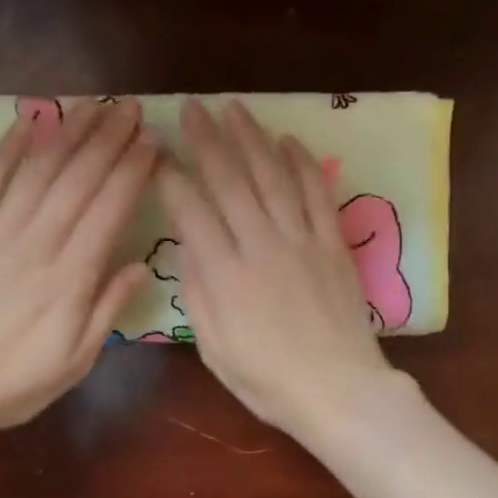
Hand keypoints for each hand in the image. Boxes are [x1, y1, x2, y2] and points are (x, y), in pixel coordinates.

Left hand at [0, 100, 155, 474]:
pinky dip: (9, 149)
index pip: (109, 211)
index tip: (153, 144)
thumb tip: (141, 266)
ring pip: (38, 172)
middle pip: (78, 181)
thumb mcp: (76, 361)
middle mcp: (37, 244)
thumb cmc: (14, 384)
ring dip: (68, 135)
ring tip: (94, 106)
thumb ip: (108, 310)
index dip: (133, 173)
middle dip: (108, 141)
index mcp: (70, 278)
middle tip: (131, 108)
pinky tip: (29, 122)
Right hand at [158, 99, 400, 445]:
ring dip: (252, 139)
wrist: (338, 389)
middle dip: (207, 141)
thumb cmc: (268, 380)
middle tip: (192, 108)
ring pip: (273, 177)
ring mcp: (301, 241)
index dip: (172, 178)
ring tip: (234, 110)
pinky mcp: (333, 244)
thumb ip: (197, 295)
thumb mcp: (215, 349)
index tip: (159, 154)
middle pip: (230, 181)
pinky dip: (303, 164)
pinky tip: (289, 141)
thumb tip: (188, 248)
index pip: (191, 211)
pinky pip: (317, 194)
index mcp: (224, 276)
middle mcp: (260, 246)